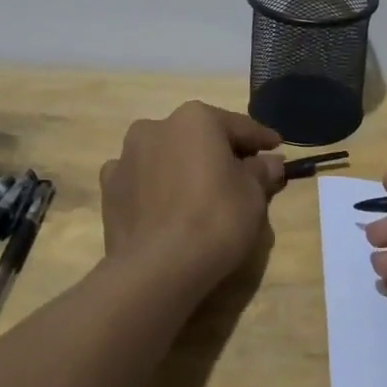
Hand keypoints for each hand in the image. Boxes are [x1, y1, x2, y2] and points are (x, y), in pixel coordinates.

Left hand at [98, 102, 286, 301]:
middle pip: (198, 137)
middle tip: (240, 173)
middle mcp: (157, 126)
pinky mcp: (109, 188)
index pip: (239, 126)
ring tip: (199, 192)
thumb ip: (261, 171)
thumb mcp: (253, 195)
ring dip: (183, 165)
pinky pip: (141, 179)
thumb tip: (270, 162)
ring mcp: (127, 156)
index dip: (261, 139)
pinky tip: (165, 205)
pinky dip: (155, 186)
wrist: (158, 268)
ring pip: (166, 154)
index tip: (277, 148)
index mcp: (196, 118)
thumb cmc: (215, 219)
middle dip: (219, 152)